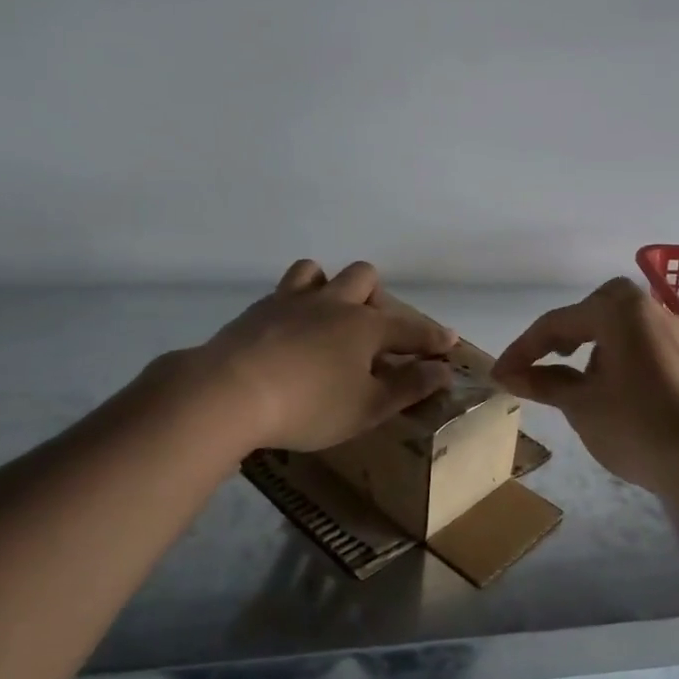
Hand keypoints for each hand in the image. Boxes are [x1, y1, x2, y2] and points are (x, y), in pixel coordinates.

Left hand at [192, 260, 458, 451]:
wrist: (230, 392)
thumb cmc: (309, 405)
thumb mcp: (367, 407)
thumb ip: (408, 387)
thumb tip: (443, 371)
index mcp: (365, 327)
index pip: (410, 328)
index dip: (432, 337)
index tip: (448, 342)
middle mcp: (333, 303)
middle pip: (364, 278)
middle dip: (377, 298)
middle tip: (373, 331)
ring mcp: (291, 301)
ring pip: (317, 271)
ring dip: (330, 287)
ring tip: (328, 317)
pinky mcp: (257, 311)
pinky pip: (283, 292)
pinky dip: (295, 304)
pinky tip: (289, 330)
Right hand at [492, 278, 678, 494]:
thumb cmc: (635, 426)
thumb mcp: (580, 405)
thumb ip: (543, 383)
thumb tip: (510, 374)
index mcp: (618, 309)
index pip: (557, 323)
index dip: (523, 349)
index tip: (499, 374)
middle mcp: (648, 308)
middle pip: (592, 311)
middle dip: (562, 334)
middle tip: (540, 361)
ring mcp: (673, 330)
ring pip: (619, 325)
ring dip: (591, 343)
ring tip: (575, 378)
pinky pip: (641, 342)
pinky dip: (617, 354)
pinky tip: (612, 386)